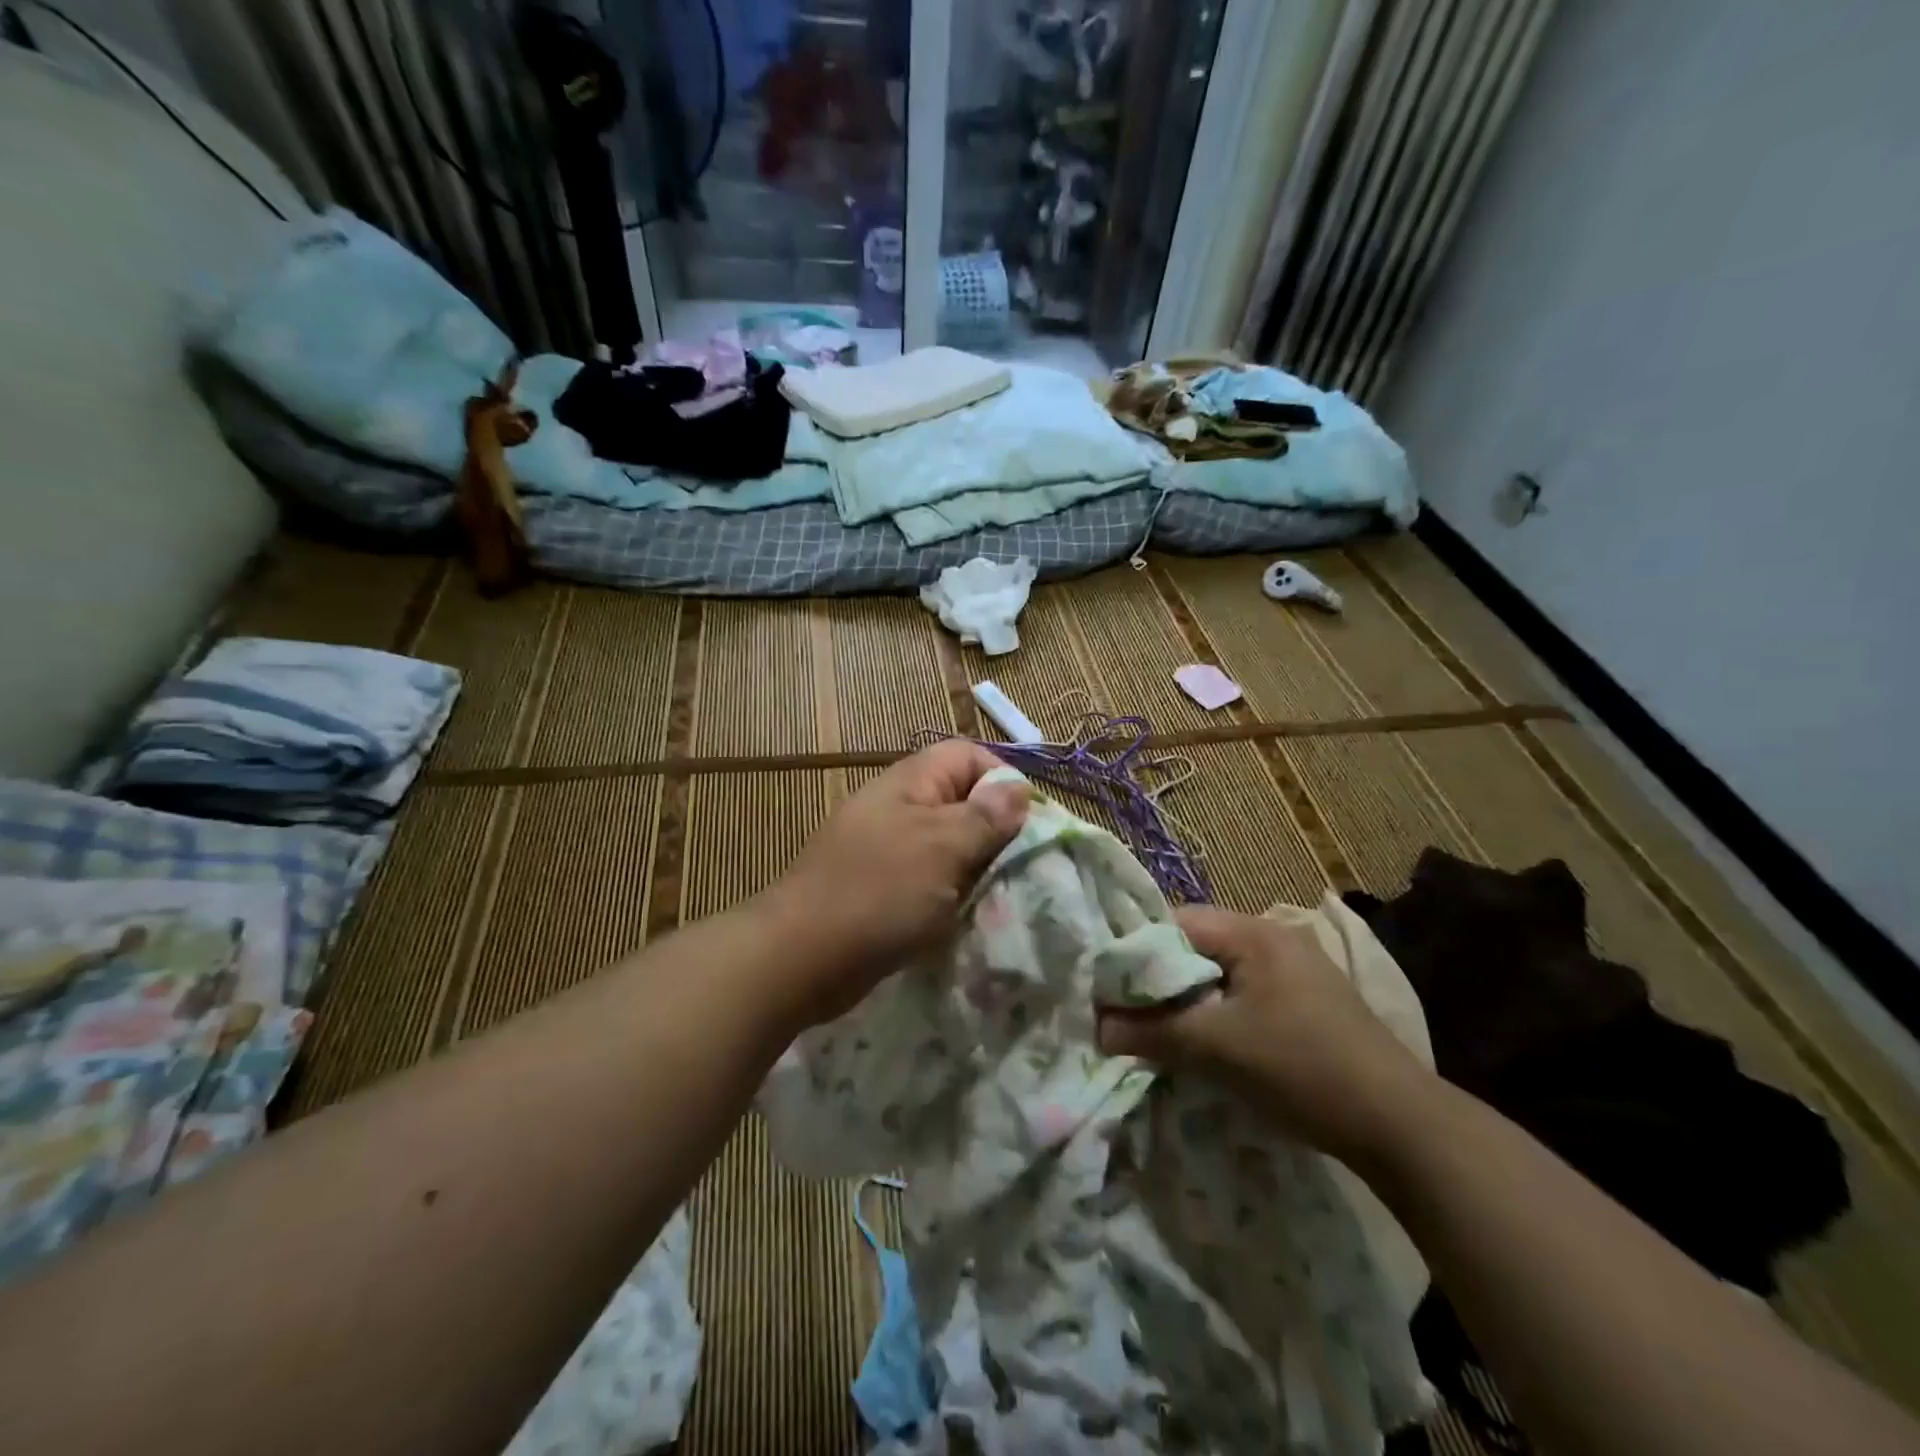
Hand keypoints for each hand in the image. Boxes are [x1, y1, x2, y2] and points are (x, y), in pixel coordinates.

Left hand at [759, 740, 1028, 1027]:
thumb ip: (985, 817)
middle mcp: (897, 806)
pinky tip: (963, 917)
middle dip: (993, 830)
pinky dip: (948, 893)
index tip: (1028, 824)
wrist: (801, 957)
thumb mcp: (942, 848)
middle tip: (1017, 867)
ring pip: (946, 844)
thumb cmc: (879, 892)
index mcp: (910, 782)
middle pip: (960, 800)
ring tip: (996, 896)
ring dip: (973, 867)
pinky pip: (927, 877)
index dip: (1003, 780)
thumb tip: (1018, 788)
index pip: (968, 755)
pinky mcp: (880, 886)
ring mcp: (886, 847)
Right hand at [1097, 905, 1431, 1162]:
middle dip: (1162, 981)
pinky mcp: (1308, 1002)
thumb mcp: (1218, 1049)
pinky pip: (1244, 994)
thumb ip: (1154, 1032)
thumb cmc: (1302, 1069)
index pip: (1176, 923)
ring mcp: (1296, 970)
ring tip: (1165, 1033)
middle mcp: (1275, 938)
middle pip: (1197, 947)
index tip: (1111, 990)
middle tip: (1133, 1015)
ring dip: (1190, 1001)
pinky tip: (1211, 1045)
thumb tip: (1098, 1027)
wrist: (1402, 1126)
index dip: (1138, 953)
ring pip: (1219, 974)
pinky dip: (1219, 1014)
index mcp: (1254, 932)